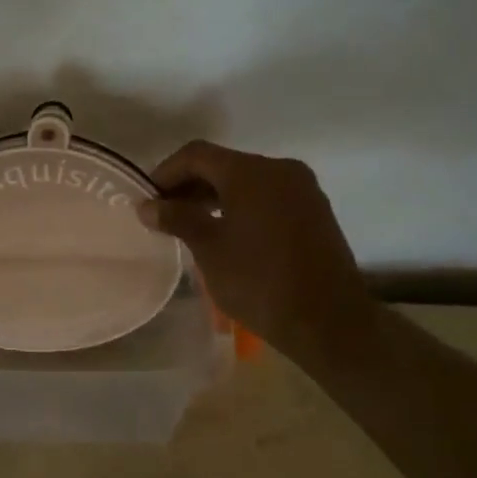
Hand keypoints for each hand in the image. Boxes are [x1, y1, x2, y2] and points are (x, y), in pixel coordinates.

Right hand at [138, 141, 378, 366]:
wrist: (330, 322)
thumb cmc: (260, 282)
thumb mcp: (209, 249)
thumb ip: (177, 219)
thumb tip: (146, 206)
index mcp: (251, 172)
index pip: (196, 155)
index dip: (166, 172)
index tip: (148, 199)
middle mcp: (279, 169)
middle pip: (222, 164)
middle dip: (190, 184)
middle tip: (165, 213)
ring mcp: (301, 189)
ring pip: (246, 180)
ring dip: (214, 195)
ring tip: (191, 224)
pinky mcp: (314, 210)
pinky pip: (267, 195)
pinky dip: (241, 204)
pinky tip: (226, 231)